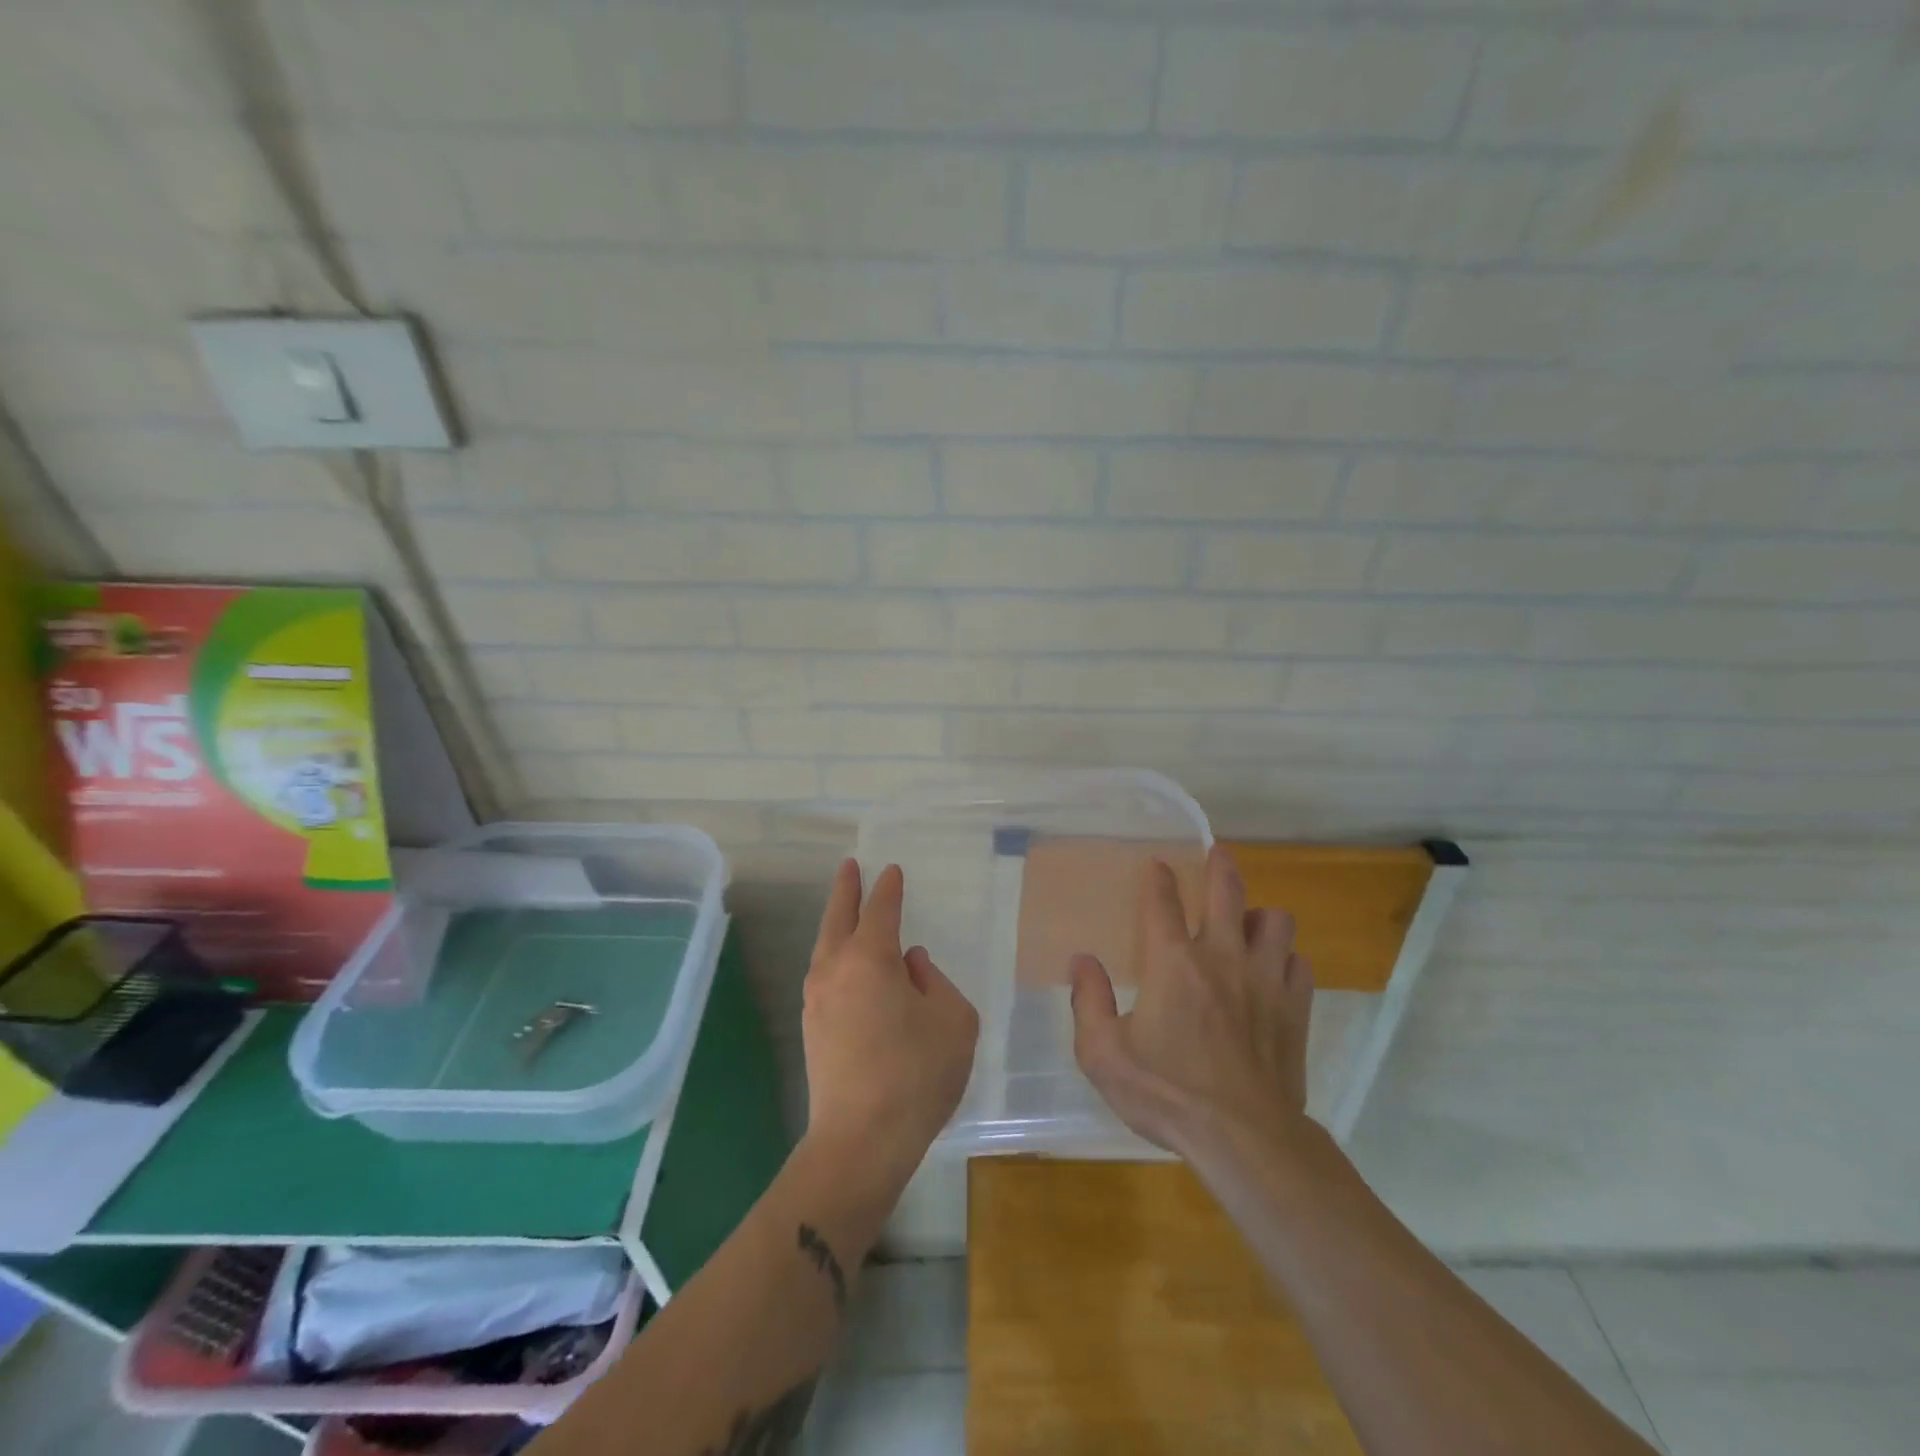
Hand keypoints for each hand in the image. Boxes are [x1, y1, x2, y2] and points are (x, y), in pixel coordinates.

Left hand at [802, 859, 979, 1194]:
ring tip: (847, 911)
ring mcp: (817, 999)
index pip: (880, 909)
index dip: (888, 888)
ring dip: (836, 922)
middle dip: (846, 890)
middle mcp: (836, 969)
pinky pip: (825, 974)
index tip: (892, 871)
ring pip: (826, 946)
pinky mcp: (812, 1028)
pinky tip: (848, 965)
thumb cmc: (917, 1074)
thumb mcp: (953, 1020)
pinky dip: (835, 955)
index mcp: (871, 958)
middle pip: (838, 917)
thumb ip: (935, 982)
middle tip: (850, 866)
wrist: (861, 1140)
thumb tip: (910, 965)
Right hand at [1070, 845, 1313, 1159]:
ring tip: (1250, 924)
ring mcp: (1265, 980)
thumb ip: (1088, 1002)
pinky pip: (1297, 964)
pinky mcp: (1295, 1008)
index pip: (1163, 902)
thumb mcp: (1103, 1054)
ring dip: (1261, 916)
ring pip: (1276, 921)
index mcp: (1173, 963)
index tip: (1157, 864)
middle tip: (1217, 856)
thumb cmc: (1166, 1093)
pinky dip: (1286, 960)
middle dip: (1220, 867)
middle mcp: (1221, 957)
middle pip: (1228, 892)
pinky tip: (1275, 971)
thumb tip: (1082, 961)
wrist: (1243, 1139)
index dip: (1158, 878)